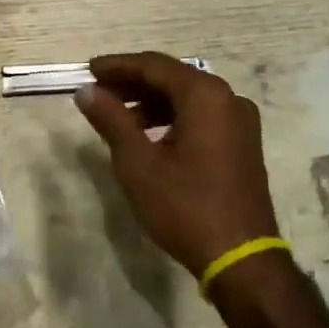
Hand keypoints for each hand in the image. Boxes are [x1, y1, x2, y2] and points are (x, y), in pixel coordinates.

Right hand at [75, 53, 280, 279]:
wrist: (242, 261)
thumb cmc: (186, 206)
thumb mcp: (138, 163)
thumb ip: (111, 120)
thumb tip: (86, 91)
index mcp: (205, 94)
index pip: (154, 66)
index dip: (118, 66)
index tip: (89, 70)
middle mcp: (227, 98)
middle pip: (172, 78)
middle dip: (133, 83)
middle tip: (98, 91)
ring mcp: (240, 122)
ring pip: (186, 98)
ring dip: (150, 103)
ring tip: (117, 117)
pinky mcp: (242, 144)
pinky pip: (201, 116)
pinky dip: (171, 119)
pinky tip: (148, 137)